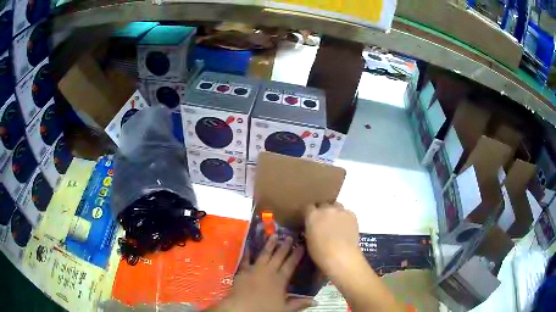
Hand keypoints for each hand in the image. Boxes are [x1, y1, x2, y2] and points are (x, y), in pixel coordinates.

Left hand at [212, 235, 314, 311]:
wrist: (242, 308)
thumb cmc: (265, 309)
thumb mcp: (285, 309)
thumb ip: (300, 303)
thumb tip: (316, 301)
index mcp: (280, 280)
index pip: (290, 265)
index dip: (296, 255)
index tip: (301, 246)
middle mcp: (268, 272)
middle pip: (278, 257)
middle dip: (285, 246)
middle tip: (290, 236)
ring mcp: (254, 270)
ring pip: (264, 254)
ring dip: (270, 245)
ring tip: (274, 235)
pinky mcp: (243, 271)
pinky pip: (246, 259)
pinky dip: (247, 252)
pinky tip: (248, 244)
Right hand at [304, 202, 360, 274]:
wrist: (341, 256)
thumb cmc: (320, 252)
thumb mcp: (308, 239)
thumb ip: (310, 227)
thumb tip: (313, 226)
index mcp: (312, 215)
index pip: (308, 207)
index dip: (310, 213)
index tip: (311, 220)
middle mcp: (326, 209)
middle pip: (323, 204)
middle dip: (322, 211)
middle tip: (323, 223)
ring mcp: (340, 211)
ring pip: (336, 206)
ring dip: (334, 212)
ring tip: (336, 224)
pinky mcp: (352, 215)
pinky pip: (347, 212)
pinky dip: (345, 218)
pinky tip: (345, 227)